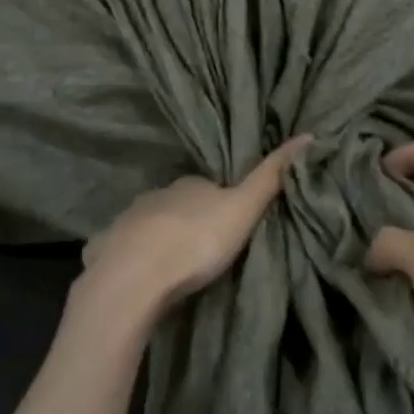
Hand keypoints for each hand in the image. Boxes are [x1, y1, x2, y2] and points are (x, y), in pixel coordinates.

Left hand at [76, 136, 311, 325]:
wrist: (134, 278)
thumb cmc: (196, 240)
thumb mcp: (243, 208)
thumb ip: (272, 176)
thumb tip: (309, 135)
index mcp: (189, 184)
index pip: (208, 186)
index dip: (221, 201)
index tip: (231, 223)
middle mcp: (156, 195)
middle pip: (178, 205)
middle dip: (189, 220)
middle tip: (205, 249)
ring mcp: (126, 221)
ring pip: (149, 225)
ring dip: (161, 239)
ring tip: (175, 266)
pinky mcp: (105, 250)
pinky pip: (121, 250)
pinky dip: (131, 258)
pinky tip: (139, 277)